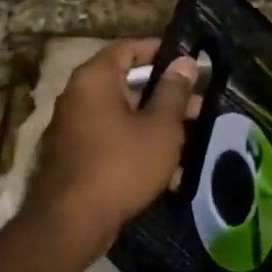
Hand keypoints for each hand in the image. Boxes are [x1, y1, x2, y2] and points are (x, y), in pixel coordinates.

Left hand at [24, 39, 199, 257]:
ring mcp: (74, 128)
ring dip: (156, 124)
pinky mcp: (76, 157)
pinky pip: (112, 140)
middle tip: (199, 105)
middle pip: (127, 84)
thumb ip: (174, 92)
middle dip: (165, 95)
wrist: (72, 223)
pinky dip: (138, 146)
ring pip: (123, 116)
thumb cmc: (121, 165)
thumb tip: (184, 62)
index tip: (189, 62)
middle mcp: (78, 96)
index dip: (161, 51)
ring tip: (192, 137)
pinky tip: (169, 170)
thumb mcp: (160, 127)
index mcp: (95, 79)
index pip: (129, 48)